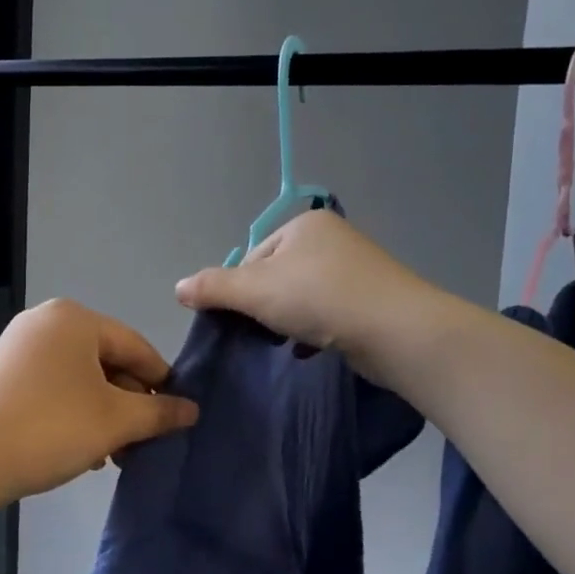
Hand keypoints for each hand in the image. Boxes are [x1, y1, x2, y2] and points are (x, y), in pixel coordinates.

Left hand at [0, 299, 198, 502]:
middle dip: (129, 405)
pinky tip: (82, 451)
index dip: (161, 383)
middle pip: (107, 361)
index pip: (136, 346)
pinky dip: (74, 414)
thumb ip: (158, 412)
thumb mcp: (115, 421)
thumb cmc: (50, 428)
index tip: (177, 418)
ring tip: (115, 455)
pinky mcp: (3, 375)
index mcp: (75, 319)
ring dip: (104, 415)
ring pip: (80, 379)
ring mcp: (19, 348)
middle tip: (143, 444)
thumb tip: (192, 409)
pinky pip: (54, 388)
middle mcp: (45, 322)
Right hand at [175, 209, 428, 373]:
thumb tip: (178, 288)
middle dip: (266, 307)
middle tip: (266, 332)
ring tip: (291, 342)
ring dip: (290, 321)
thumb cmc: (320, 298)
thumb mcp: (255, 290)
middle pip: (277, 277)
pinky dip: (316, 330)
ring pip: (303, 297)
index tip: (245, 317)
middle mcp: (332, 239)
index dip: (241, 289)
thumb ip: (213, 287)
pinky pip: (329, 313)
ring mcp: (357, 269)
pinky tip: (314, 348)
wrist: (396, 331)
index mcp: (304, 224)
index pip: (253, 257)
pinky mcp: (372, 300)